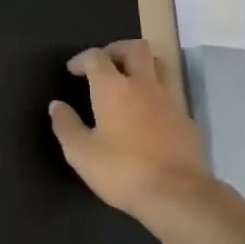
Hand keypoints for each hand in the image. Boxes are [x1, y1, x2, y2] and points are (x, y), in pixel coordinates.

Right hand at [50, 40, 208, 216]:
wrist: (178, 195)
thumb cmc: (123, 171)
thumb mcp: (81, 154)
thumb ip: (66, 125)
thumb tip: (56, 105)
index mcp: (113, 87)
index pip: (95, 57)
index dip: (81, 59)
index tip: (73, 70)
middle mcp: (143, 84)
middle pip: (135, 48)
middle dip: (117, 49)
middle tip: (105, 63)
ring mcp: (169, 99)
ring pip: (159, 64)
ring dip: (143, 64)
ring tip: (131, 79)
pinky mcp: (187, 118)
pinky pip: (172, 93)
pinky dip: (158, 93)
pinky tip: (151, 112)